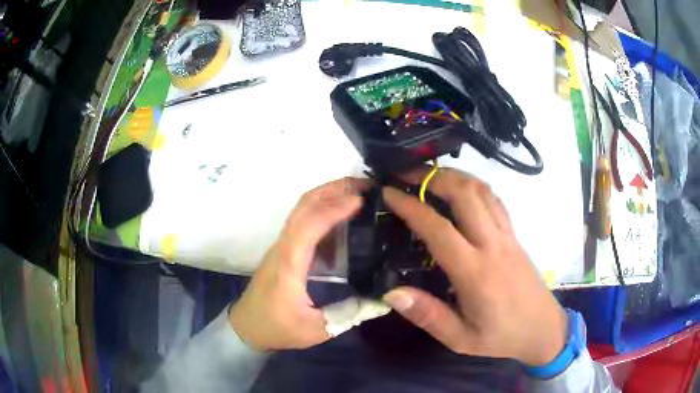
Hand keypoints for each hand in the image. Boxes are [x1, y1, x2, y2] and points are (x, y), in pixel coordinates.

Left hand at [230, 178, 365, 350]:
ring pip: (302, 209)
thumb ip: (350, 314)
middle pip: (303, 205)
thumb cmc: (277, 328)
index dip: (334, 209)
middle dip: (333, 188)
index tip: (361, 200)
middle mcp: (284, 247)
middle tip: (366, 185)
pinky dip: (324, 209)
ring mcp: (282, 245)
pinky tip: (344, 216)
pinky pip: (304, 221)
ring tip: (359, 193)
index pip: (309, 225)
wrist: (246, 327)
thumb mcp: (316, 330)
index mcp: (289, 264)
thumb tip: (383, 301)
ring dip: (328, 194)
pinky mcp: (285, 249)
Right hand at [381, 168, 566, 365]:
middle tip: (405, 173)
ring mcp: (507, 236)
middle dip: (432, 177)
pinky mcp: (514, 235)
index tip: (388, 193)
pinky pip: (494, 200)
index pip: (438, 229)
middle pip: (464, 194)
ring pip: (482, 191)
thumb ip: (428, 315)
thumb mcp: (460, 339)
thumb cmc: (500, 337)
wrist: (543, 329)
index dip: (410, 206)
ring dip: (454, 176)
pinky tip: (460, 190)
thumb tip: (391, 292)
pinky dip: (474, 186)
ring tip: (428, 176)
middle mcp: (492, 245)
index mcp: (475, 272)